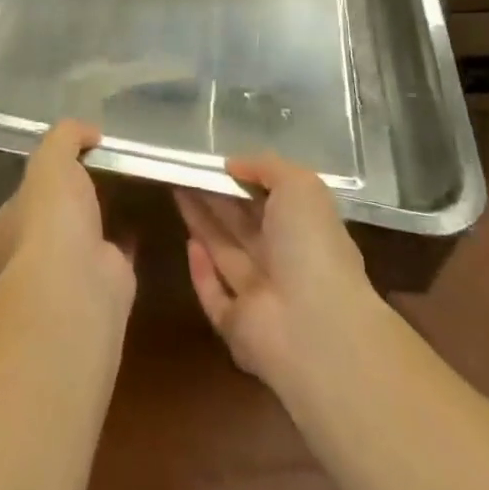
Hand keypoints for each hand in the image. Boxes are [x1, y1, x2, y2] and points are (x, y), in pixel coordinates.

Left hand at [0, 120, 135, 307]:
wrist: (79, 284)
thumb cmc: (49, 218)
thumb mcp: (50, 158)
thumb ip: (65, 136)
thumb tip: (89, 131)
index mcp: (5, 228)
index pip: (20, 196)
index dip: (41, 175)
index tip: (67, 157)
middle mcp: (31, 254)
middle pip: (53, 217)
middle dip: (73, 197)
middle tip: (100, 167)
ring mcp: (69, 272)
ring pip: (85, 234)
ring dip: (101, 214)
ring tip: (124, 183)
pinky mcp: (105, 282)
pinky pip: (116, 249)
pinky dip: (128, 234)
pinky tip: (143, 212)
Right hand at [175, 154, 382, 395]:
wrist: (313, 327)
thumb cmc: (311, 247)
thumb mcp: (300, 185)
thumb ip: (266, 167)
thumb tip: (232, 165)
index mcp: (306, 232)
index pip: (272, 202)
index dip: (244, 182)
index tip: (215, 162)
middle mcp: (285, 264)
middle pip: (243, 225)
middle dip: (215, 198)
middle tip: (184, 170)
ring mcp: (261, 298)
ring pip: (225, 253)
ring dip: (202, 223)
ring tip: (175, 188)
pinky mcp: (236, 326)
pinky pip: (214, 295)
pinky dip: (200, 272)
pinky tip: (188, 243)